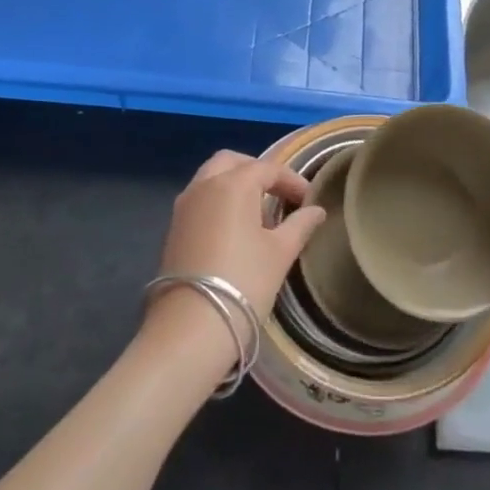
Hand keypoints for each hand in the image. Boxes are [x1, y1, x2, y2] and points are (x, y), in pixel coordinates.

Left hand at [151, 151, 324, 338]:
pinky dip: (218, 201)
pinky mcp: (173, 229)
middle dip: (257, 171)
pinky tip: (234, 230)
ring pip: (211, 178)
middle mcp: (204, 185)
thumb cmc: (244, 282)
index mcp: (233, 184)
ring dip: (234, 185)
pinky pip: (199, 199)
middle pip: (232, 162)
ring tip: (258, 213)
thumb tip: (316, 210)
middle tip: (278, 194)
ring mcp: (183, 206)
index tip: (309, 200)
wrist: (190, 327)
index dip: (292, 181)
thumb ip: (300, 225)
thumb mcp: (280, 253)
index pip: (268, 168)